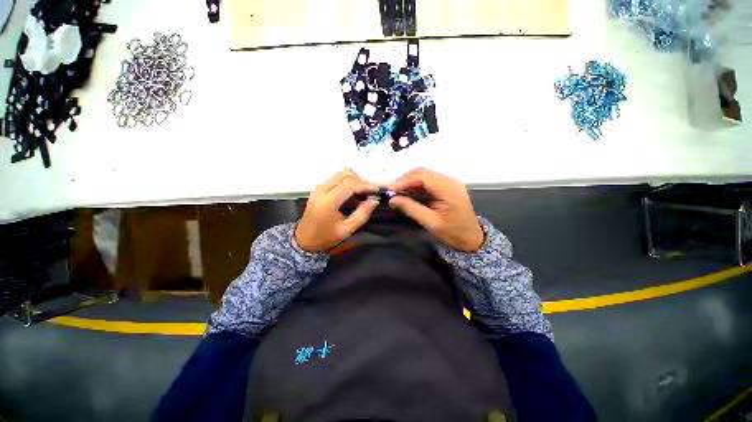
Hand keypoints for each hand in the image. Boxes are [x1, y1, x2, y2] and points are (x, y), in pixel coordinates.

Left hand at [295, 168, 379, 252]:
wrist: (304, 239)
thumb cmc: (325, 237)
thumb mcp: (347, 230)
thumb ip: (362, 214)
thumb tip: (374, 200)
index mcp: (328, 202)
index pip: (350, 184)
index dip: (365, 185)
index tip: (376, 191)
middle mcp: (322, 190)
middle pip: (345, 174)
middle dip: (361, 181)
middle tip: (369, 192)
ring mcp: (319, 187)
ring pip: (341, 174)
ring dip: (354, 180)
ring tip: (362, 192)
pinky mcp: (319, 188)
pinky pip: (336, 178)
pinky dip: (347, 182)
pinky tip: (352, 193)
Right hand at [388, 167, 483, 251]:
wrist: (472, 238)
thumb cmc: (453, 233)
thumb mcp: (431, 223)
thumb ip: (411, 209)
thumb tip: (393, 199)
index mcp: (449, 190)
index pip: (423, 177)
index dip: (404, 181)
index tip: (390, 190)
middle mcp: (450, 181)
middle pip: (423, 172)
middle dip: (405, 179)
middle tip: (392, 191)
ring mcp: (449, 182)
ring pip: (425, 174)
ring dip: (409, 181)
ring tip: (397, 192)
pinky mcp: (447, 185)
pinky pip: (429, 180)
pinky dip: (416, 184)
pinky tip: (408, 192)